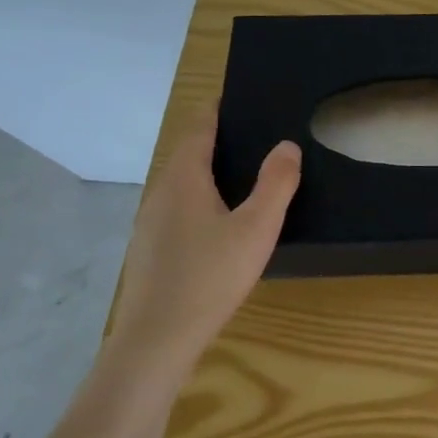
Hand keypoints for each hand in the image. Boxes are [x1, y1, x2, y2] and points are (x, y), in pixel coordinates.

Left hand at [110, 106, 300, 378]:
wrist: (156, 341)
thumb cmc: (210, 276)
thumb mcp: (257, 228)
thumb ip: (276, 184)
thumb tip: (286, 145)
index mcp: (184, 179)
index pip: (198, 129)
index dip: (215, 110)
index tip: (235, 96)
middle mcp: (161, 194)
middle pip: (187, 154)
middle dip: (215, 140)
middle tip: (252, 134)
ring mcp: (150, 225)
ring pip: (181, 185)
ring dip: (207, 172)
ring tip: (242, 175)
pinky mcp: (150, 252)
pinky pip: (177, 210)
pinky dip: (199, 200)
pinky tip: (220, 224)